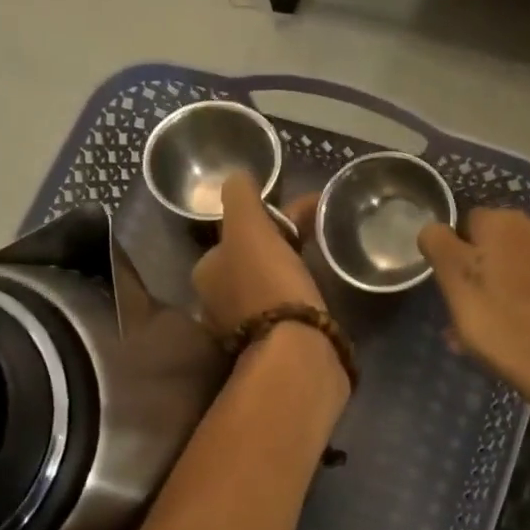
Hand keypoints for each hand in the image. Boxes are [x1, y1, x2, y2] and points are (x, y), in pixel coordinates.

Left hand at [191, 173, 322, 336]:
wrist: (295, 353)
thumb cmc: (269, 284)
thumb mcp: (249, 229)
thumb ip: (240, 197)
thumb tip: (236, 176)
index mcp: (207, 271)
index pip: (235, 233)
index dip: (268, 218)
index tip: (301, 211)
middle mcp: (216, 301)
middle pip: (251, 259)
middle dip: (281, 242)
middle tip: (316, 231)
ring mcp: (242, 328)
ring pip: (268, 284)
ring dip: (290, 269)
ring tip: (322, 260)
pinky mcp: (270, 348)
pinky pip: (284, 309)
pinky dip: (298, 295)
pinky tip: (317, 294)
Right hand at [419, 209, 529, 426]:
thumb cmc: (507, 328)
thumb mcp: (457, 288)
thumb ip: (439, 247)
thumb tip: (433, 228)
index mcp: (503, 223)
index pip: (463, 225)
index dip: (452, 256)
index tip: (451, 290)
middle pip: (496, 245)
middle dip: (482, 272)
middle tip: (471, 314)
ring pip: (523, 266)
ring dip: (508, 287)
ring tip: (501, 329)